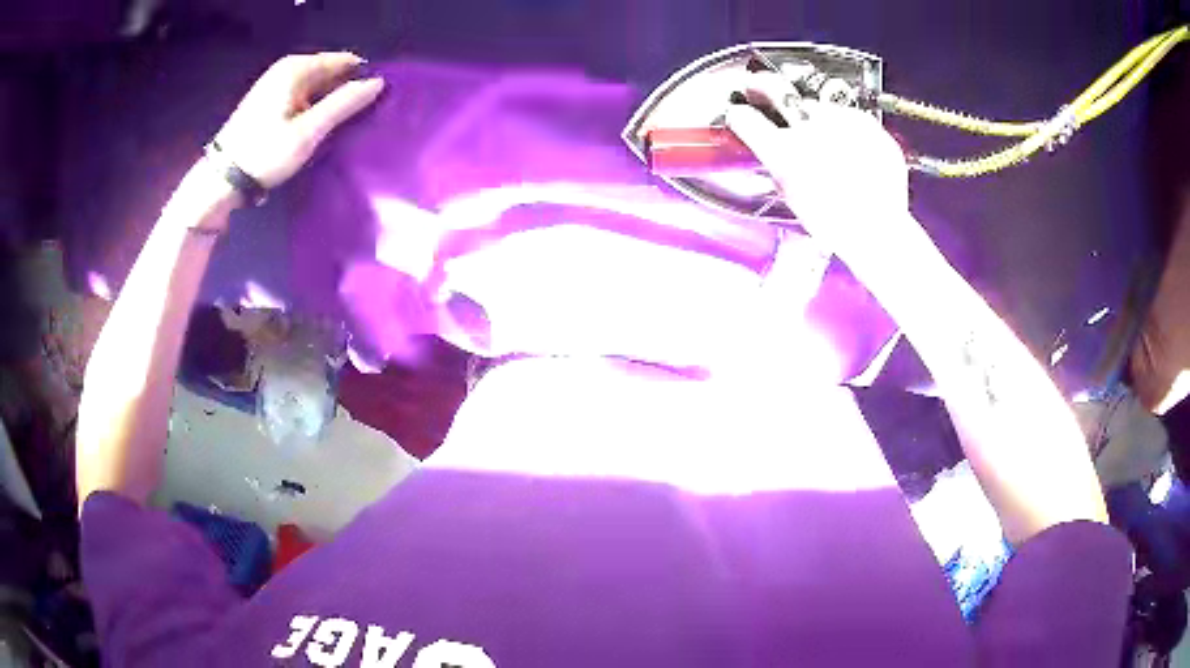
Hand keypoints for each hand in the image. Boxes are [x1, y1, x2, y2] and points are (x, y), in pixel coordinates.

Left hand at [214, 52, 384, 189]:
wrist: (222, 179)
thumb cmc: (266, 153)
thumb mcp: (308, 131)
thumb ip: (344, 104)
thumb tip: (378, 82)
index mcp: (297, 68)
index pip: (346, 61)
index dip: (361, 79)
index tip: (372, 104)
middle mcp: (287, 67)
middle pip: (330, 71)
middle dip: (345, 90)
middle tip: (356, 120)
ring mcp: (275, 82)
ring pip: (317, 84)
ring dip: (330, 101)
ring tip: (338, 126)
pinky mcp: (269, 98)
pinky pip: (303, 94)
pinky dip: (313, 106)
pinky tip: (316, 127)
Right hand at [725, 73, 913, 262]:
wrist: (879, 230)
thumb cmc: (833, 223)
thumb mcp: (791, 196)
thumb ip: (776, 165)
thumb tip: (770, 148)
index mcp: (783, 152)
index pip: (745, 117)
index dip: (738, 115)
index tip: (739, 114)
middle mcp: (808, 128)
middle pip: (773, 87)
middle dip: (760, 85)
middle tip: (757, 85)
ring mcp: (840, 121)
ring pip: (816, 104)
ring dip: (813, 115)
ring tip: (825, 139)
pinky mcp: (866, 123)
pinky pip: (848, 115)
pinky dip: (845, 126)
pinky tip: (850, 147)